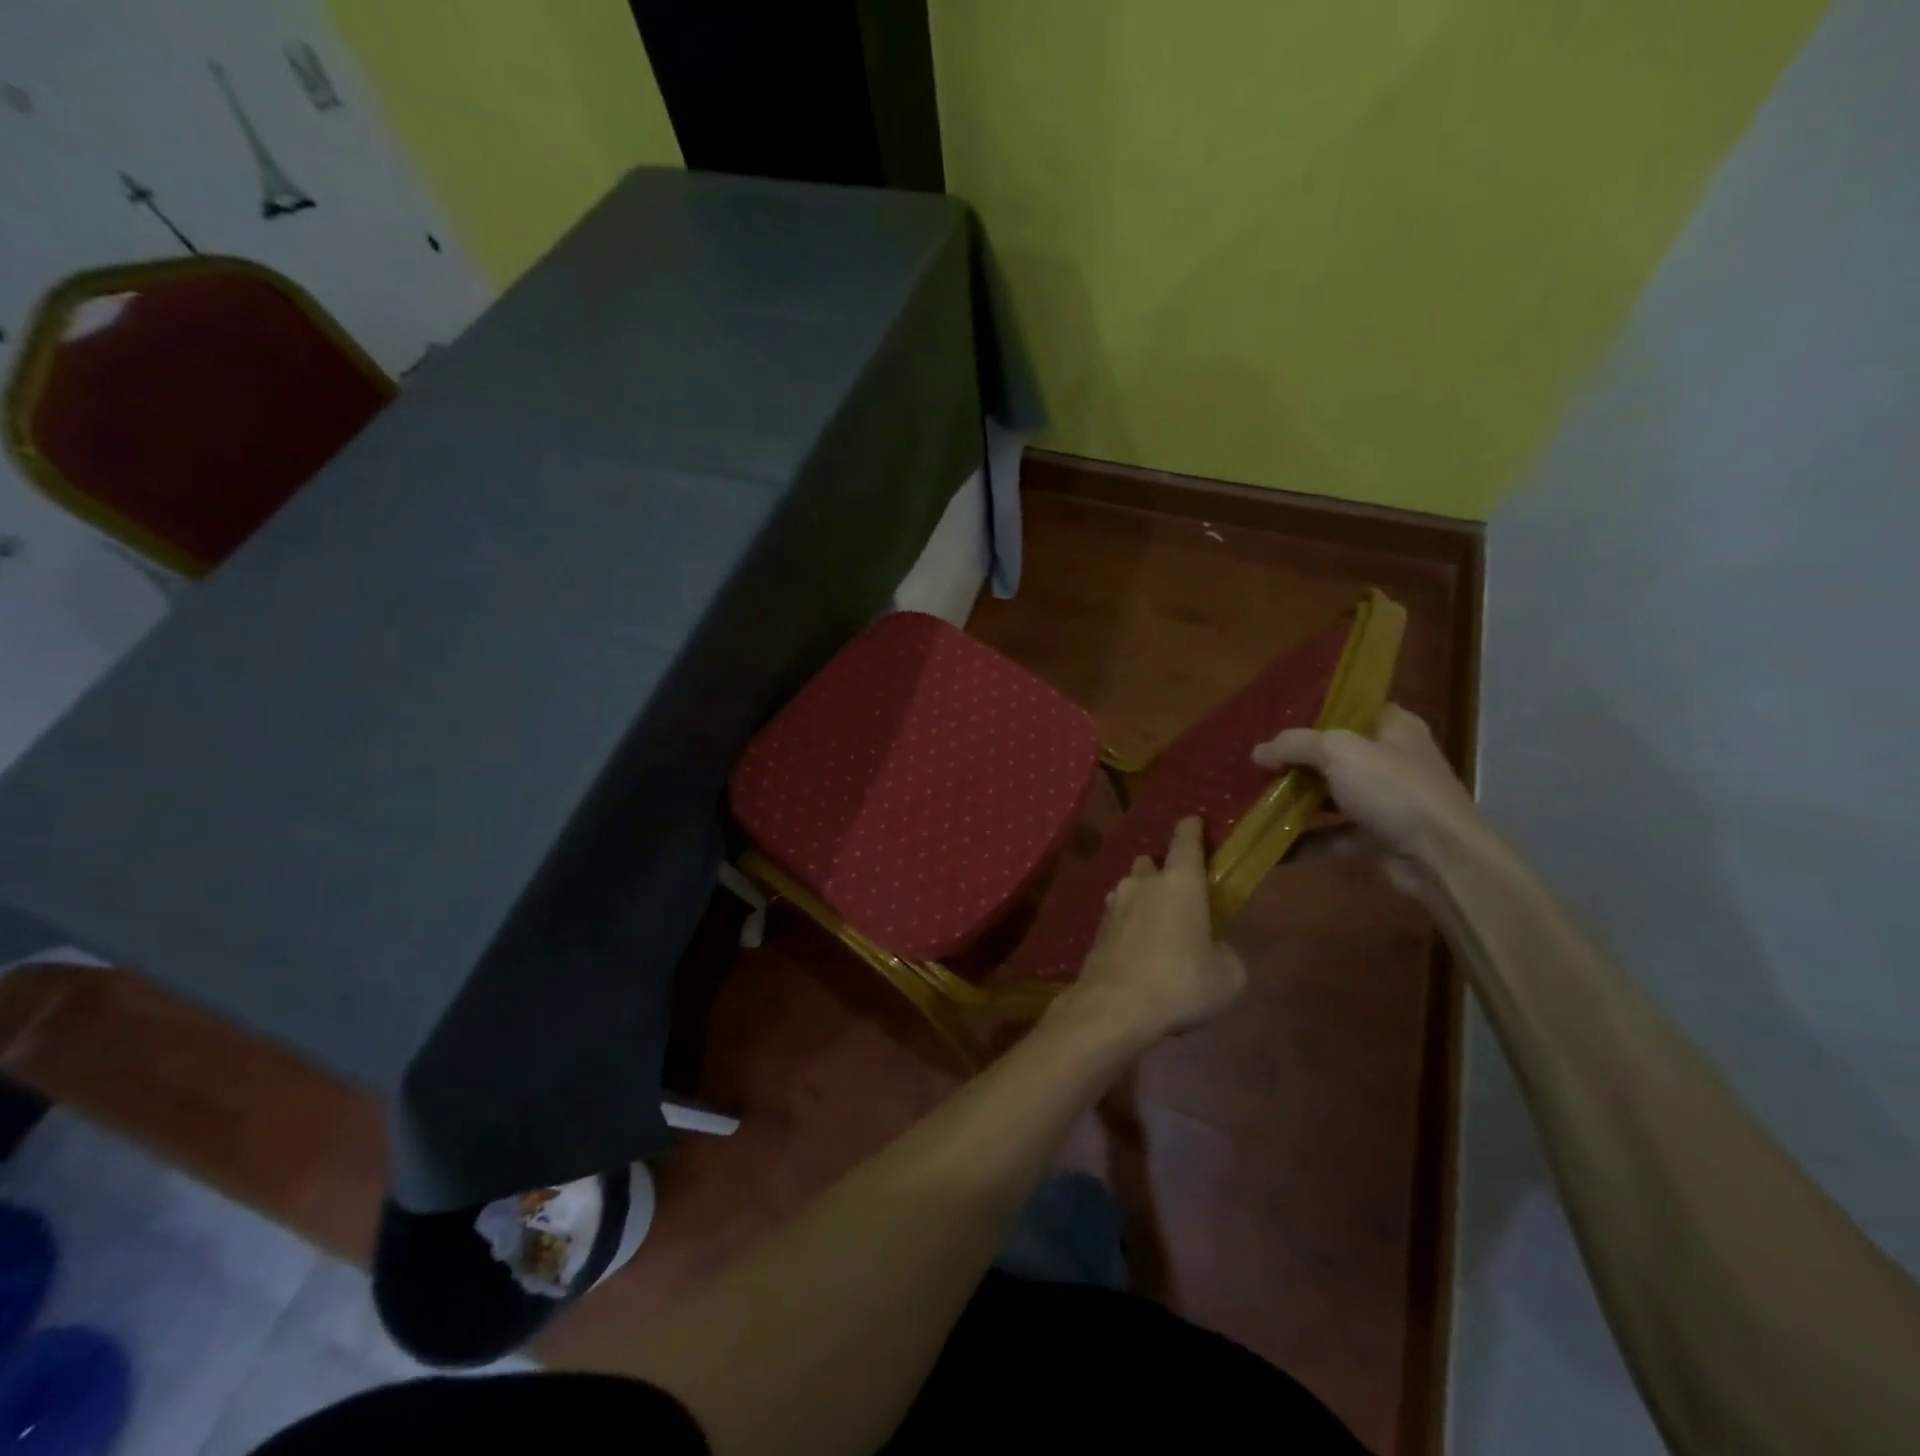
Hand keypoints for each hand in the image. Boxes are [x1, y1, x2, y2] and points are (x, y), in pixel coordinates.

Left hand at [1061, 816, 1246, 1043]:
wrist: (1115, 1006)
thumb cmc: (1180, 983)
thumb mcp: (1227, 976)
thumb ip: (1225, 953)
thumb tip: (1215, 948)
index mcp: (1180, 883)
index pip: (1186, 841)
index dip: (1191, 829)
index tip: (1193, 821)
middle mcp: (1143, 884)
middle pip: (1151, 863)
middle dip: (1162, 872)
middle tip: (1177, 894)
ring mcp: (1114, 904)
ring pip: (1130, 888)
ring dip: (1142, 898)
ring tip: (1156, 924)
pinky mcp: (1097, 929)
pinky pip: (1117, 916)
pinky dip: (1128, 924)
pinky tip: (1136, 948)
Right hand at [1252, 703, 1480, 877]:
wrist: (1440, 856)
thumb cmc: (1393, 789)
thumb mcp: (1338, 752)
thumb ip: (1295, 745)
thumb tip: (1258, 751)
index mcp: (1393, 727)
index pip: (1351, 709)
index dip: (1314, 712)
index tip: (1276, 720)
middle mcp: (1392, 759)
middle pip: (1335, 754)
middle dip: (1296, 761)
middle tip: (1257, 762)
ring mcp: (1387, 799)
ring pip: (1332, 795)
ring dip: (1297, 801)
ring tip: (1255, 800)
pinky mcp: (1378, 835)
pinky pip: (1333, 834)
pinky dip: (1306, 840)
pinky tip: (1272, 846)